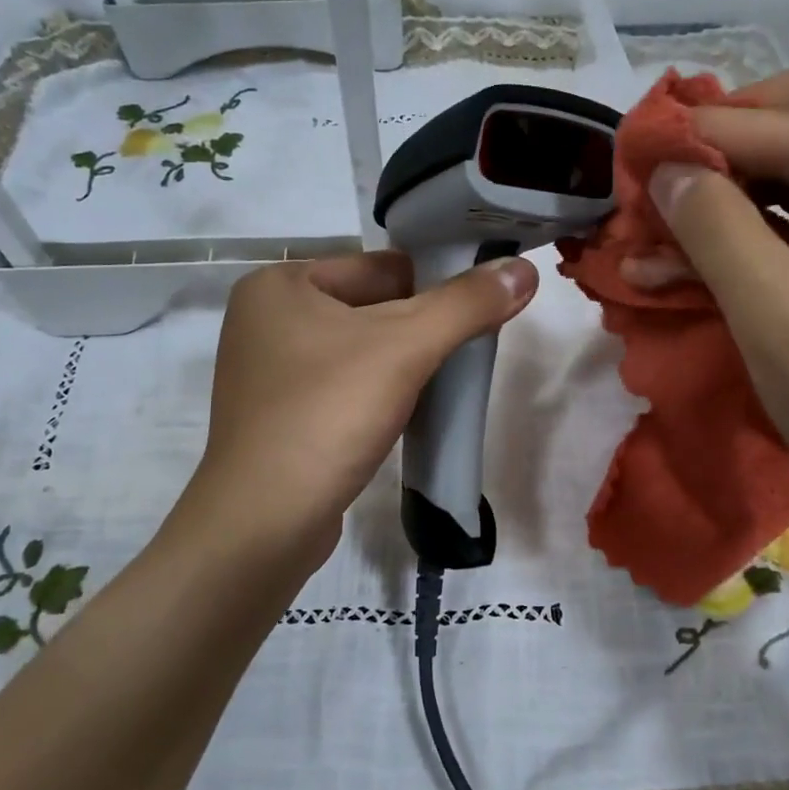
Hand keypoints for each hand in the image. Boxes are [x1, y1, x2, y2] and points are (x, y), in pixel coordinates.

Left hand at [176, 251, 537, 571]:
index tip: (480, 310)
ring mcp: (269, 373)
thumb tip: (524, 270)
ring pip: (360, 350)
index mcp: (280, 284)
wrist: (264, 522)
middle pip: (371, 307)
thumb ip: (466, 304)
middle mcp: (266, 320)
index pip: (380, 267)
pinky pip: (343, 387)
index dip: (436, 285)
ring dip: (404, 363)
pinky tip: (409, 412)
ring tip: (445, 382)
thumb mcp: (405, 348)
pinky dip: (379, 393)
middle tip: (469, 350)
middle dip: (422, 329)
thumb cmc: (328, 414)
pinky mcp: (280, 417)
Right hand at [625, 60, 788, 540]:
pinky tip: (695, 251)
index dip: (715, 130)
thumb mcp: (778, 320)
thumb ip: (719, 232)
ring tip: (666, 210)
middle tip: (669, 160)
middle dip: (738, 134)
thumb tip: (667, 168)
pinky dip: (754, 229)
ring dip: (738, 183)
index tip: (640, 141)